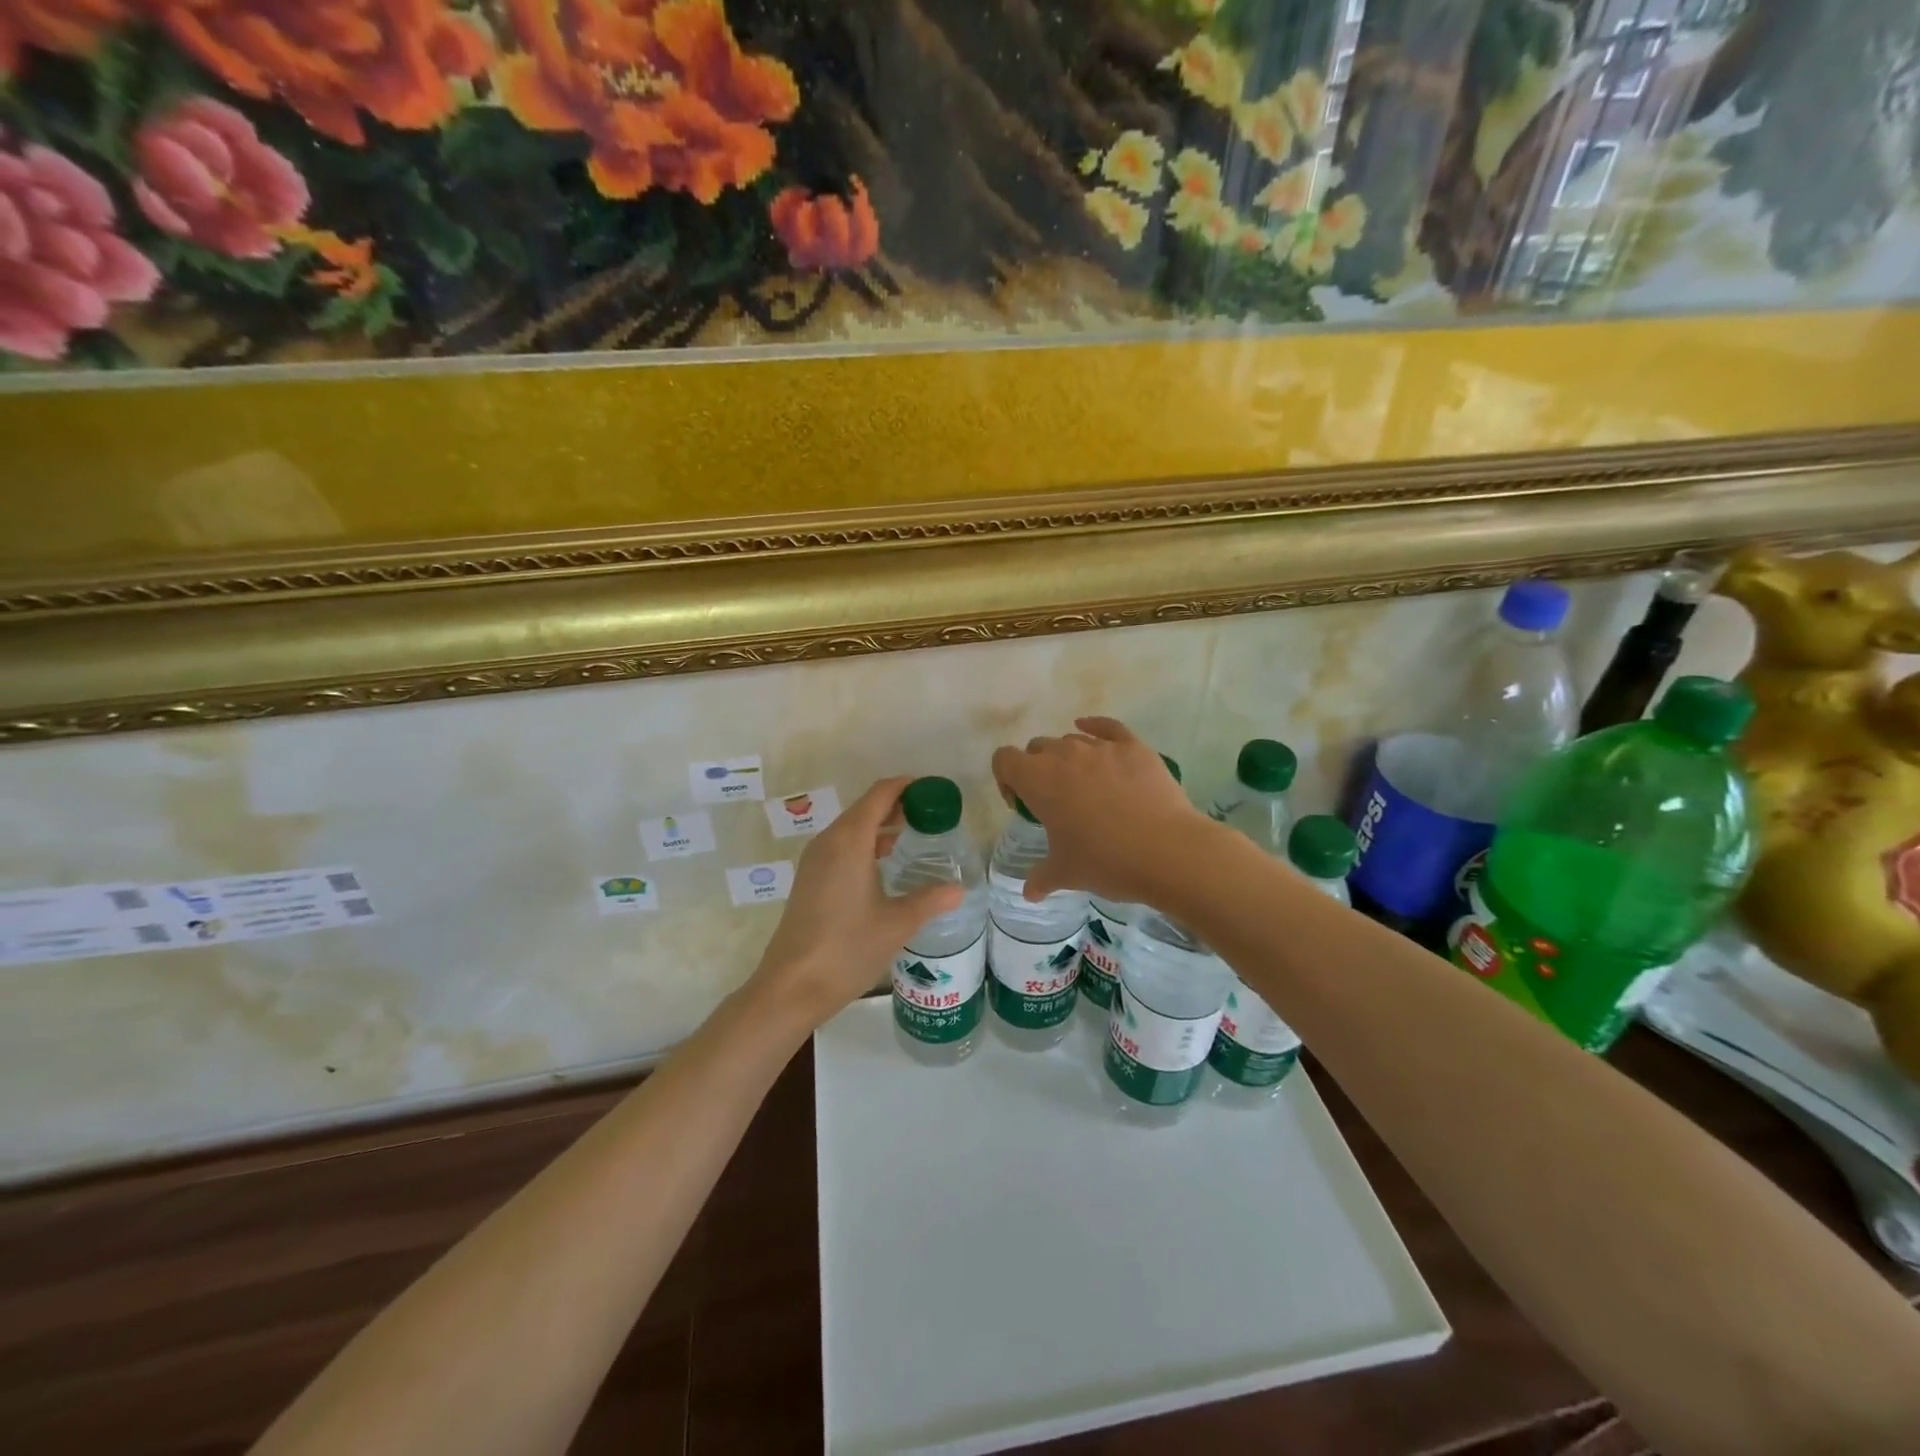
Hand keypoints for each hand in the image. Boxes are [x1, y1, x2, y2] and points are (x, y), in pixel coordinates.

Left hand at [747, 776, 965, 1029]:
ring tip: (914, 835)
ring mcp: (815, 860)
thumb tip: (959, 889)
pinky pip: (841, 846)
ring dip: (881, 824)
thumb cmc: (847, 949)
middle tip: (932, 814)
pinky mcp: (810, 879)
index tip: (935, 791)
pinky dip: (865, 842)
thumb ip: (930, 900)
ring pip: (851, 827)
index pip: (880, 794)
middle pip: (865, 807)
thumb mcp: (897, 924)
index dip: (907, 786)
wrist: (791, 986)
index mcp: (850, 841)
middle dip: (898, 804)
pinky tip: (885, 863)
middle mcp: (829, 841)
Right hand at [991, 717, 1212, 905]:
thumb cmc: (1105, 861)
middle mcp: (1064, 754)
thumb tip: (1029, 892)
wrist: (1167, 851)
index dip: (1007, 780)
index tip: (1022, 805)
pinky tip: (1095, 733)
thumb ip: (1041, 878)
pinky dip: (1096, 727)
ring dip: (1069, 758)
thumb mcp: (1066, 874)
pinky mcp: (1133, 746)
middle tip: (1055, 802)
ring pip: (1072, 740)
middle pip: (1037, 748)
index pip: (1004, 760)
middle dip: (1038, 769)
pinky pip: (1107, 727)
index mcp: (1038, 780)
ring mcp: (1101, 747)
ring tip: (1087, 788)